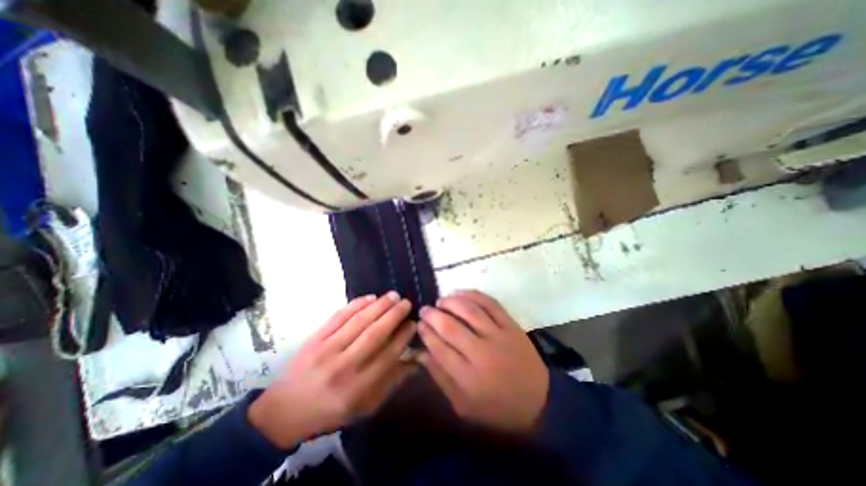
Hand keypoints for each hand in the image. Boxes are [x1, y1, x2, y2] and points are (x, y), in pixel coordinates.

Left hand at [247, 293, 414, 447]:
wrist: (284, 410)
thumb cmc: (330, 411)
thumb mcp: (364, 407)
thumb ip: (391, 383)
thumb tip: (415, 360)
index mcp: (357, 388)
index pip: (388, 355)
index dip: (403, 336)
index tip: (413, 323)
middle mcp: (344, 366)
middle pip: (375, 334)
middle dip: (394, 315)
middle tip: (406, 303)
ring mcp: (327, 349)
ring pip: (359, 321)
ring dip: (379, 305)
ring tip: (393, 295)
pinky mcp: (315, 338)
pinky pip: (339, 316)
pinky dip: (356, 304)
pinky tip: (370, 297)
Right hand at [417, 291, 545, 434]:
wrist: (539, 401)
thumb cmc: (497, 407)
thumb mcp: (463, 405)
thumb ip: (440, 378)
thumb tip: (421, 353)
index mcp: (468, 377)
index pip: (439, 348)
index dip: (426, 333)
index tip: (419, 324)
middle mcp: (482, 353)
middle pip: (451, 327)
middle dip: (433, 315)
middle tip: (425, 310)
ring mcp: (499, 335)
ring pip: (469, 310)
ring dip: (451, 302)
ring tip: (441, 301)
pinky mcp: (511, 325)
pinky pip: (490, 303)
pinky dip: (472, 294)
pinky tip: (460, 293)